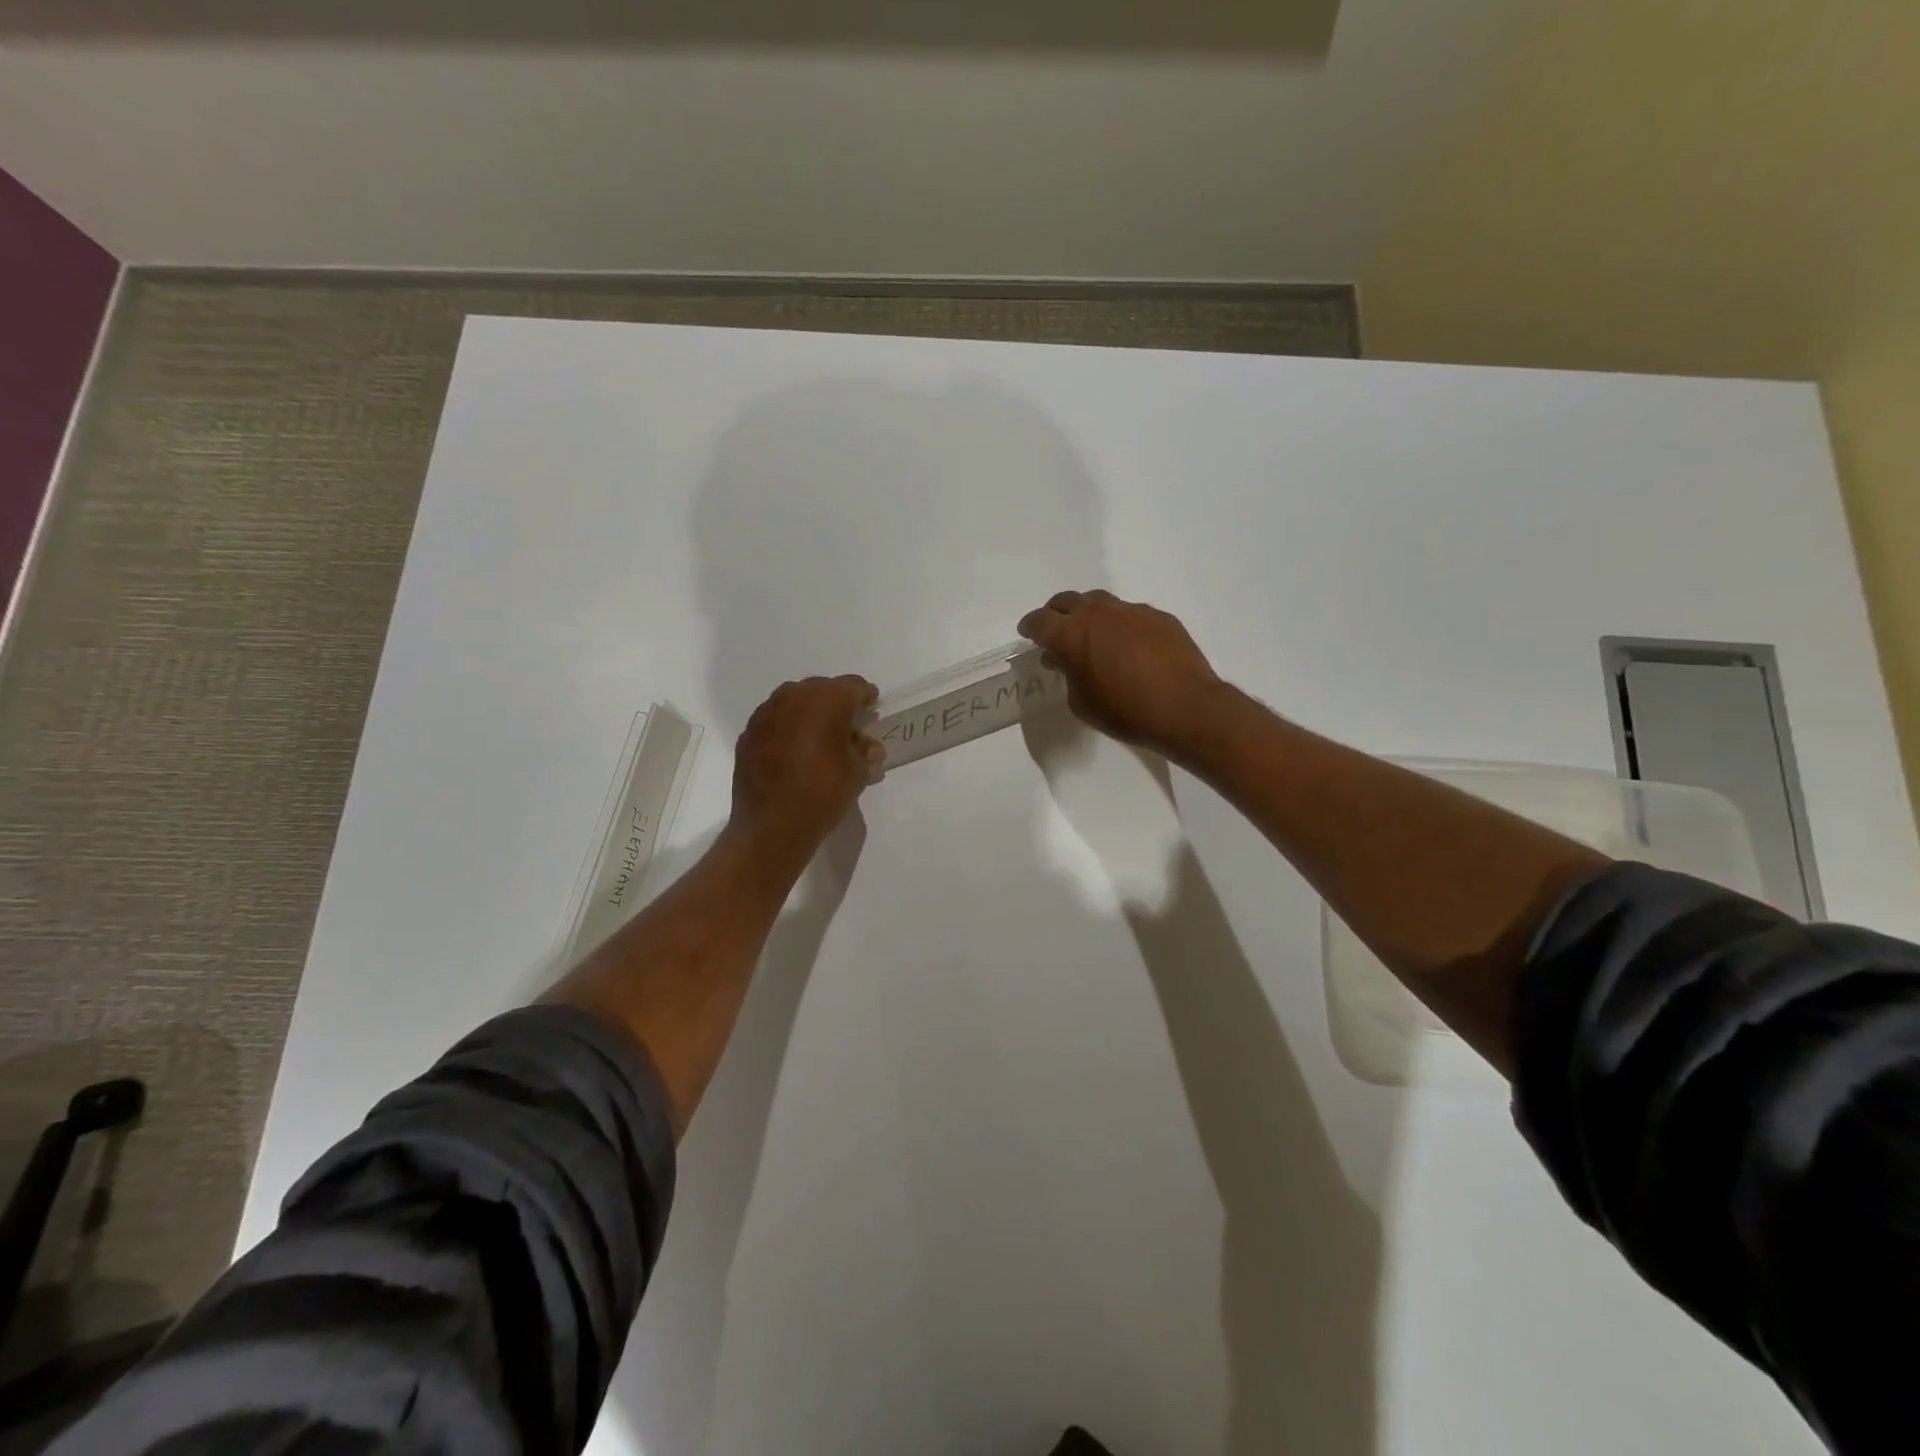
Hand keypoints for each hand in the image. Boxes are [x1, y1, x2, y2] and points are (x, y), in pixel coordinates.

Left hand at [728, 675, 883, 868]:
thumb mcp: (857, 773)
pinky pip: (775, 719)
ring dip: (809, 713)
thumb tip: (866, 746)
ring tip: (819, 738)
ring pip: (795, 700)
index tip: (871, 712)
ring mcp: (766, 713)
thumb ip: (864, 751)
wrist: (771, 828)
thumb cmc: (822, 795)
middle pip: (822, 689)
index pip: (854, 686)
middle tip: (847, 727)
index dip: (866, 698)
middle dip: (837, 703)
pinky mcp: (748, 733)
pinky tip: (793, 751)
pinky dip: (787, 728)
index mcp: (827, 700)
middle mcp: (794, 696)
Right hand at [1017, 590, 1227, 758]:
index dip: (1030, 627)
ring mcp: (1131, 611)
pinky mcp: (1158, 616)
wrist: (1185, 707)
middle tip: (1056, 630)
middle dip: (1056, 613)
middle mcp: (1098, 613)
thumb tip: (1068, 661)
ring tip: (1092, 635)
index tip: (1029, 634)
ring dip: (1089, 614)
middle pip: (1067, 601)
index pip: (1039, 621)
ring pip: (1100, 601)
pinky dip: (1120, 624)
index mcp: (1071, 635)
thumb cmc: (1125, 712)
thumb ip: (1069, 676)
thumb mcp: (1082, 703)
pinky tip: (1129, 645)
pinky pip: (1130, 613)